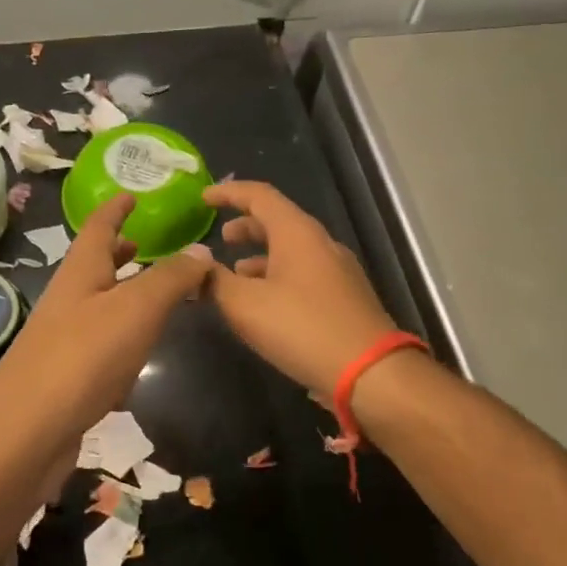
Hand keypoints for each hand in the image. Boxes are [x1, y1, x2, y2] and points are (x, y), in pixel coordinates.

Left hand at [0, 194, 211, 458]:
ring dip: (122, 295)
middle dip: (118, 251)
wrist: (24, 437)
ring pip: (98, 307)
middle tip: (145, 241)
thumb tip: (201, 252)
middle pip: (93, 266)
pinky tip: (137, 359)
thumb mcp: (135, 310)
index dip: (116, 209)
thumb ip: (170, 279)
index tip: (131, 194)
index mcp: (79, 274)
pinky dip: (121, 341)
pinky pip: (99, 348)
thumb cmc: (81, 360)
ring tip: (152, 295)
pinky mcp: (67, 379)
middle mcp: (67, 302)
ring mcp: (63, 342)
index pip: (98, 228)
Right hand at [203, 181, 397, 396]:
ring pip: (291, 251)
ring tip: (236, 276)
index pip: (259, 196)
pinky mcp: (344, 298)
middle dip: (246, 227)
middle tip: (221, 240)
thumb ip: (215, 281)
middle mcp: (321, 244)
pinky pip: (303, 275)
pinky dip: (277, 279)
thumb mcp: (245, 306)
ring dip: (261, 258)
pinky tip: (265, 306)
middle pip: (278, 222)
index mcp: (297, 233)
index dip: (228, 193)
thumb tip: (197, 264)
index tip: (203, 199)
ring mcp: (337, 271)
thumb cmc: (302, 328)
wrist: (370, 372)